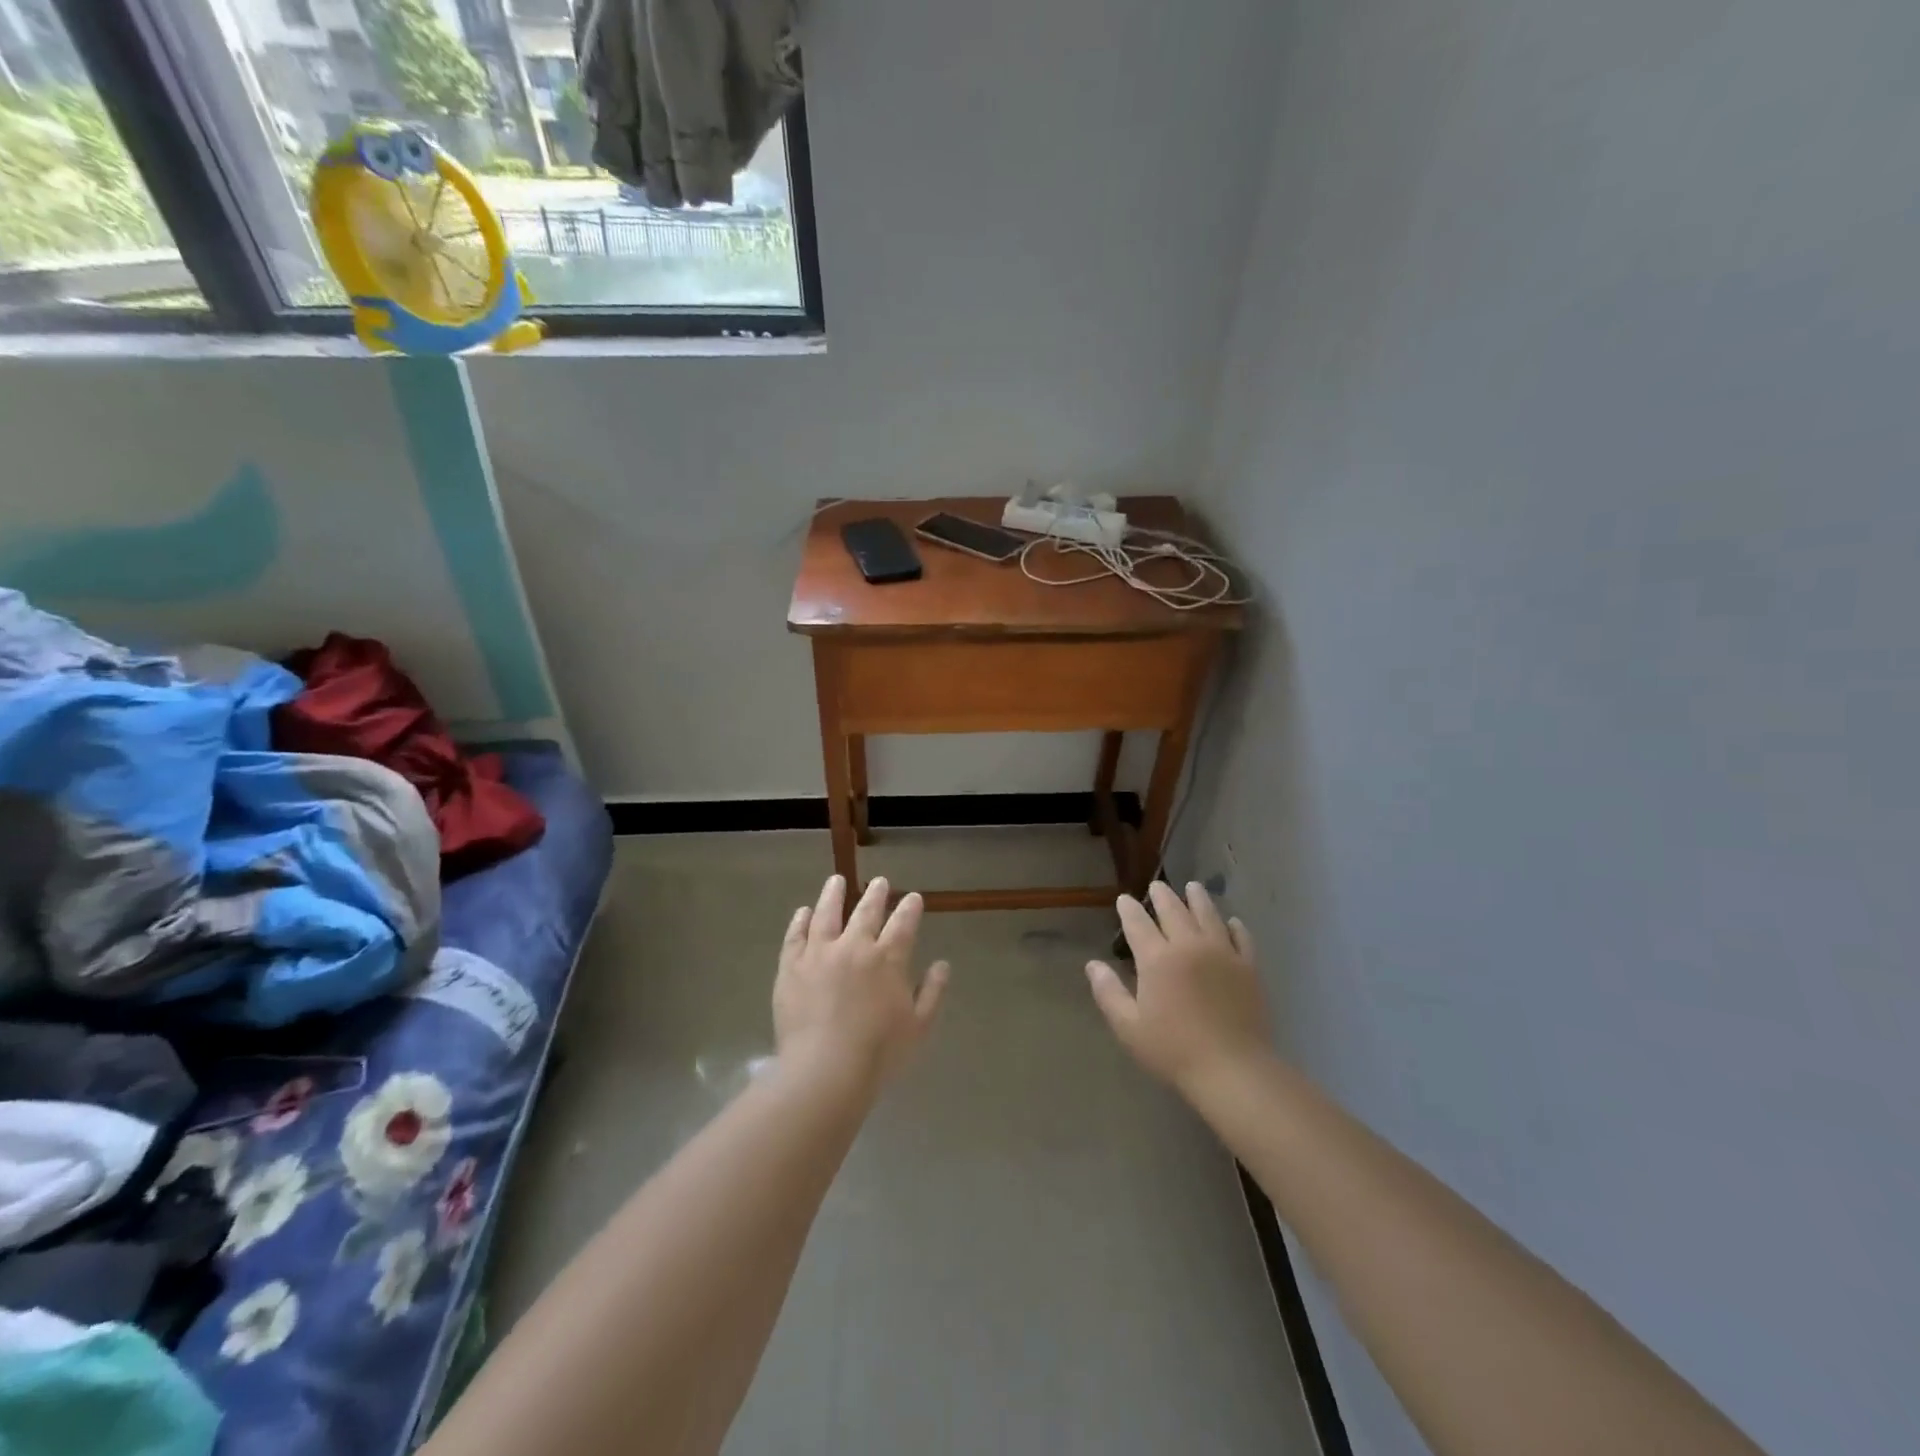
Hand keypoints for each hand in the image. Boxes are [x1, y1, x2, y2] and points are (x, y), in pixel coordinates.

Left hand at [774, 875, 948, 1086]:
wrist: (825, 1070)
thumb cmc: (878, 1052)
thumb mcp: (919, 1026)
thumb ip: (932, 992)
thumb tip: (943, 964)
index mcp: (888, 959)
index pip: (903, 923)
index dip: (910, 908)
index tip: (913, 897)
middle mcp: (854, 946)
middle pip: (866, 911)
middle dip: (876, 894)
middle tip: (879, 881)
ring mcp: (819, 954)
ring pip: (827, 914)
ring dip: (834, 895)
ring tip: (836, 880)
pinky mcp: (791, 967)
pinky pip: (795, 936)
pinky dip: (800, 921)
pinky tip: (803, 912)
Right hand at [1086, 881, 1272, 1097]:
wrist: (1233, 1069)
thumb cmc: (1173, 1050)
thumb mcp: (1129, 1027)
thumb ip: (1108, 992)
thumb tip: (1093, 964)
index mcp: (1157, 959)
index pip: (1138, 924)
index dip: (1129, 909)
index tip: (1123, 899)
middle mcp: (1189, 946)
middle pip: (1174, 911)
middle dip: (1162, 896)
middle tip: (1157, 886)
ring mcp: (1222, 953)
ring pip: (1208, 915)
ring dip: (1198, 899)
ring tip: (1193, 887)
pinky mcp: (1248, 967)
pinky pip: (1241, 938)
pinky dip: (1235, 926)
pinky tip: (1232, 922)